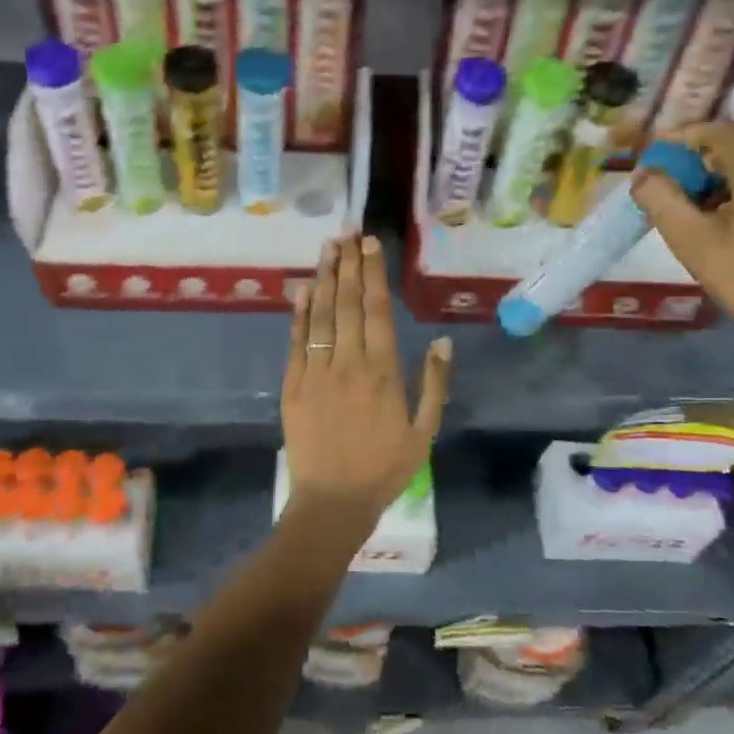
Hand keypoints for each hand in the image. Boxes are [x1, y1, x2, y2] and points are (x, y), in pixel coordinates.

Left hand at [282, 234, 450, 528]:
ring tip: (328, 248)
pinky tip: (304, 289)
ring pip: (321, 316)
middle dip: (349, 265)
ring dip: (325, 279)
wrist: (333, 501)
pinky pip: (296, 342)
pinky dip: (300, 314)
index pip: (378, 311)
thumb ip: (434, 385)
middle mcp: (348, 364)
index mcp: (383, 373)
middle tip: (347, 232)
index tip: (370, 245)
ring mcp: (316, 373)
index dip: (374, 274)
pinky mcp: (292, 386)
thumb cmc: (384, 468)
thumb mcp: (424, 432)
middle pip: (349, 304)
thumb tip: (441, 342)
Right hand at [632, 122, 733, 357]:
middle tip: (668, 189)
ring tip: (695, 210)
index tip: (651, 155)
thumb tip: (644, 174)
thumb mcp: (693, 242)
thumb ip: (661, 199)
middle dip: (698, 163)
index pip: (717, 130)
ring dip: (721, 179)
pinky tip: (729, 220)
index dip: (679, 137)